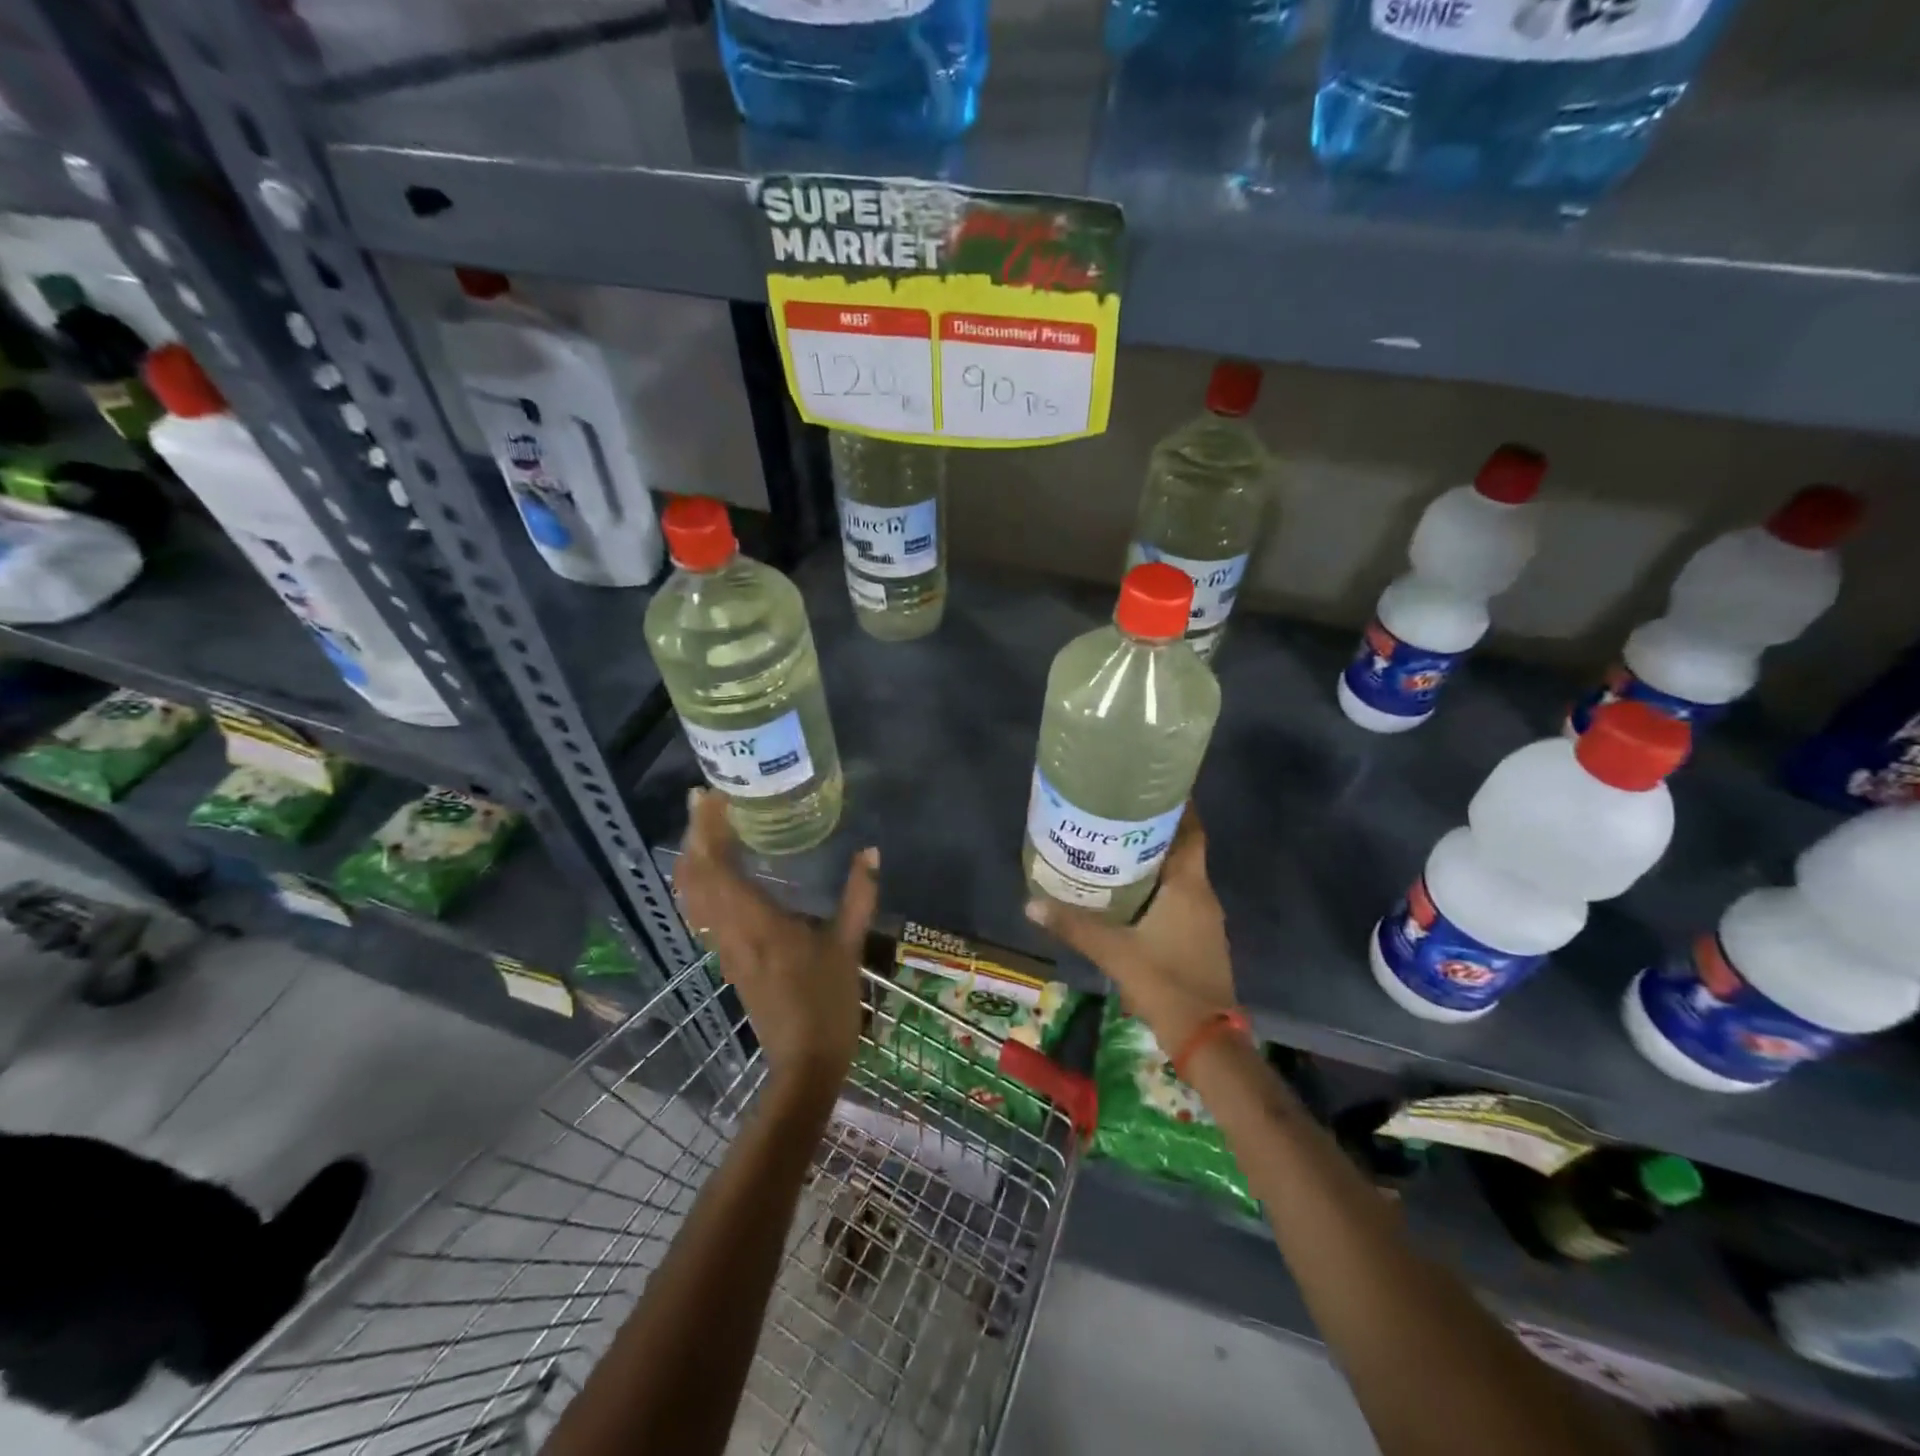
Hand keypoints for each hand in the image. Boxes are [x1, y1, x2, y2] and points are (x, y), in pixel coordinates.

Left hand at [675, 789, 878, 1088]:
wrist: (805, 1061)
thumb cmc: (828, 1002)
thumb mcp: (848, 945)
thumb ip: (858, 895)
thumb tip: (871, 852)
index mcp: (757, 922)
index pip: (717, 866)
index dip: (708, 830)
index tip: (714, 797)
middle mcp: (731, 931)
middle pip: (695, 877)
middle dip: (695, 836)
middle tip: (706, 801)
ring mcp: (725, 948)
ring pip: (693, 896)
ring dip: (694, 858)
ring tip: (708, 827)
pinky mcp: (728, 960)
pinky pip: (703, 911)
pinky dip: (701, 883)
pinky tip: (719, 872)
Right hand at [1025, 806, 1236, 1052]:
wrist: (1207, 1038)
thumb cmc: (1165, 983)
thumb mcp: (1114, 952)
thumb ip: (1074, 926)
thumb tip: (1031, 904)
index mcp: (1189, 887)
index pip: (1192, 832)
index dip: (1179, 806)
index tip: (1155, 786)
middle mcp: (1202, 896)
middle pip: (1183, 850)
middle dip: (1155, 831)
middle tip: (1118, 815)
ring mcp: (1205, 919)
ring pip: (1181, 876)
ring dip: (1156, 860)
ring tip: (1117, 847)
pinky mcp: (1200, 939)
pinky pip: (1180, 898)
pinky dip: (1159, 888)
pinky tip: (1130, 893)